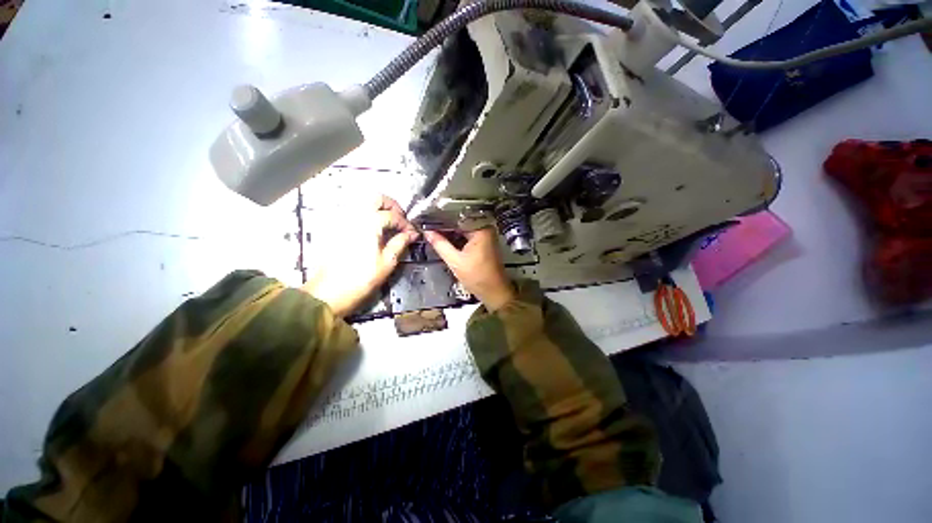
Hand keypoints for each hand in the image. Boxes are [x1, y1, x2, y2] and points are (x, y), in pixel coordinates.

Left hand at [303, 195, 417, 316]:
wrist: (328, 292)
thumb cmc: (361, 279)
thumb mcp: (387, 262)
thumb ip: (400, 243)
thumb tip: (412, 234)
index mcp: (369, 224)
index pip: (392, 215)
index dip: (405, 223)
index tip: (411, 233)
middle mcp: (354, 215)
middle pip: (375, 197)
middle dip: (391, 206)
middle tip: (400, 220)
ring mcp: (341, 219)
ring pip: (362, 201)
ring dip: (378, 208)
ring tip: (388, 223)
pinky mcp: (334, 227)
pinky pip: (352, 211)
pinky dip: (365, 214)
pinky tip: (372, 228)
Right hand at [424, 227, 515, 310]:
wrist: (494, 291)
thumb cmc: (477, 277)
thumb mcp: (455, 261)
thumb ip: (440, 245)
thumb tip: (427, 232)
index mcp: (481, 229)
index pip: (457, 217)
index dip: (441, 218)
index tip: (426, 219)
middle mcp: (485, 228)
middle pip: (460, 221)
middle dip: (444, 225)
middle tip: (427, 226)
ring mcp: (485, 235)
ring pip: (463, 228)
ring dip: (449, 231)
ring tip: (433, 232)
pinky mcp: (484, 242)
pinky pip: (467, 235)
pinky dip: (457, 237)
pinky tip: (444, 239)